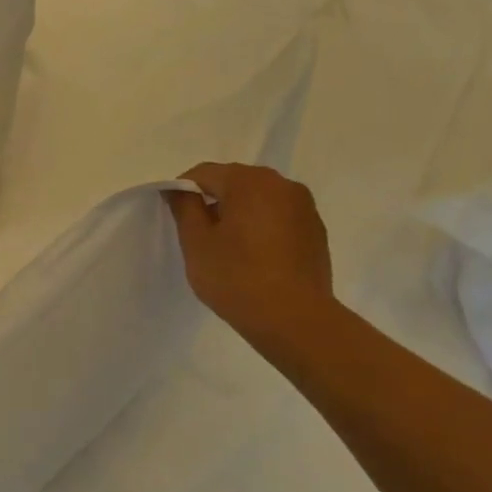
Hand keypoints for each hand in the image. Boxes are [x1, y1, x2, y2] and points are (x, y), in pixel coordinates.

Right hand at [170, 162, 334, 344]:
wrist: (294, 318)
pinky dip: (261, 225)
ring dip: (238, 212)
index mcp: (250, 182)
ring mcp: (304, 206)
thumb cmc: (236, 277)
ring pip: (258, 198)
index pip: (204, 173)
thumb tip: (178, 189)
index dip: (183, 191)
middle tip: (199, 233)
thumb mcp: (196, 242)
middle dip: (213, 200)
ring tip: (227, 246)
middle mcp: (282, 184)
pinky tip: (254, 255)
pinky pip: (278, 215)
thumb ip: (185, 207)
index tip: (176, 217)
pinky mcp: (315, 229)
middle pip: (234, 181)